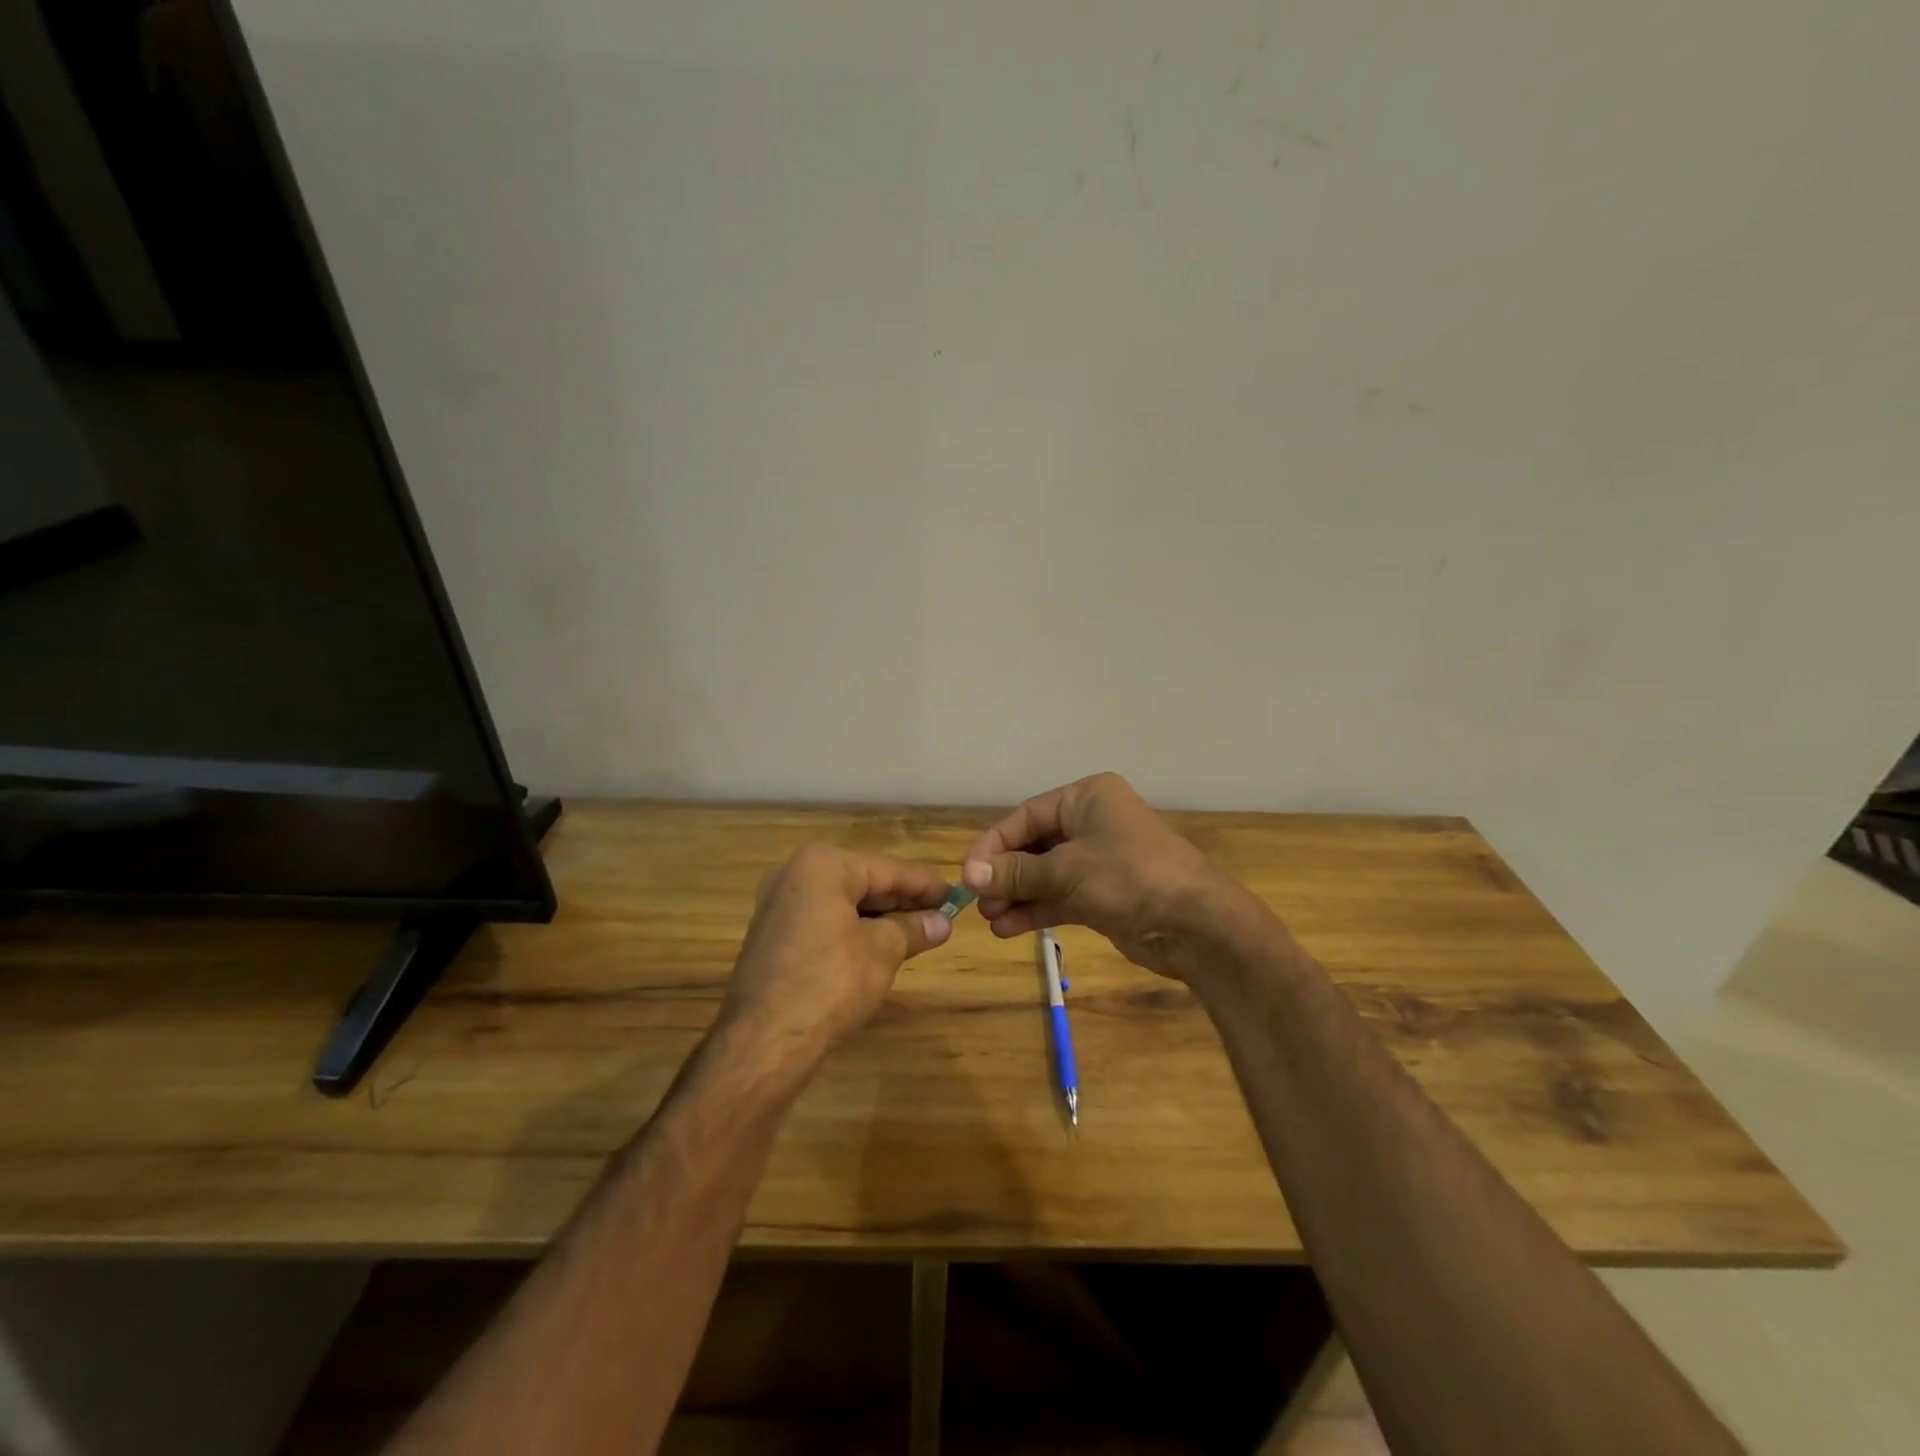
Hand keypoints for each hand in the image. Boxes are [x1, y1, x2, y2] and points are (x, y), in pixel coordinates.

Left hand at [718, 843, 952, 1069]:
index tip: (956, 894)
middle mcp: (795, 874)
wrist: (763, 1042)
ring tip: (918, 933)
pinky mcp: (773, 936)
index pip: (887, 869)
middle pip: (863, 881)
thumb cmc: (830, 982)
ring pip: (843, 903)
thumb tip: (942, 922)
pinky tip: (880, 947)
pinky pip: (824, 921)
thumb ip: (913, 928)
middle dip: (902, 901)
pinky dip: (853, 930)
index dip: (925, 884)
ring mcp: (778, 905)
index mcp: (822, 865)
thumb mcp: (882, 951)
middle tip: (941, 916)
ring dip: (880, 918)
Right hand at [960, 772, 1253, 979]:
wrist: (1196, 925)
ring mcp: (1099, 860)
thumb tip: (970, 875)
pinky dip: (1036, 910)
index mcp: (1087, 798)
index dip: (994, 844)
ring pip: (1045, 874)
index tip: (968, 873)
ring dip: (1017, 895)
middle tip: (978, 901)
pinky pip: (1060, 896)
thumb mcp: (1068, 871)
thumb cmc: (1130, 878)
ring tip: (990, 920)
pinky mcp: (1104, 894)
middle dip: (1005, 873)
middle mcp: (1092, 823)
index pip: (1026, 816)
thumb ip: (1018, 872)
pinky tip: (1008, 928)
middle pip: (1034, 845)